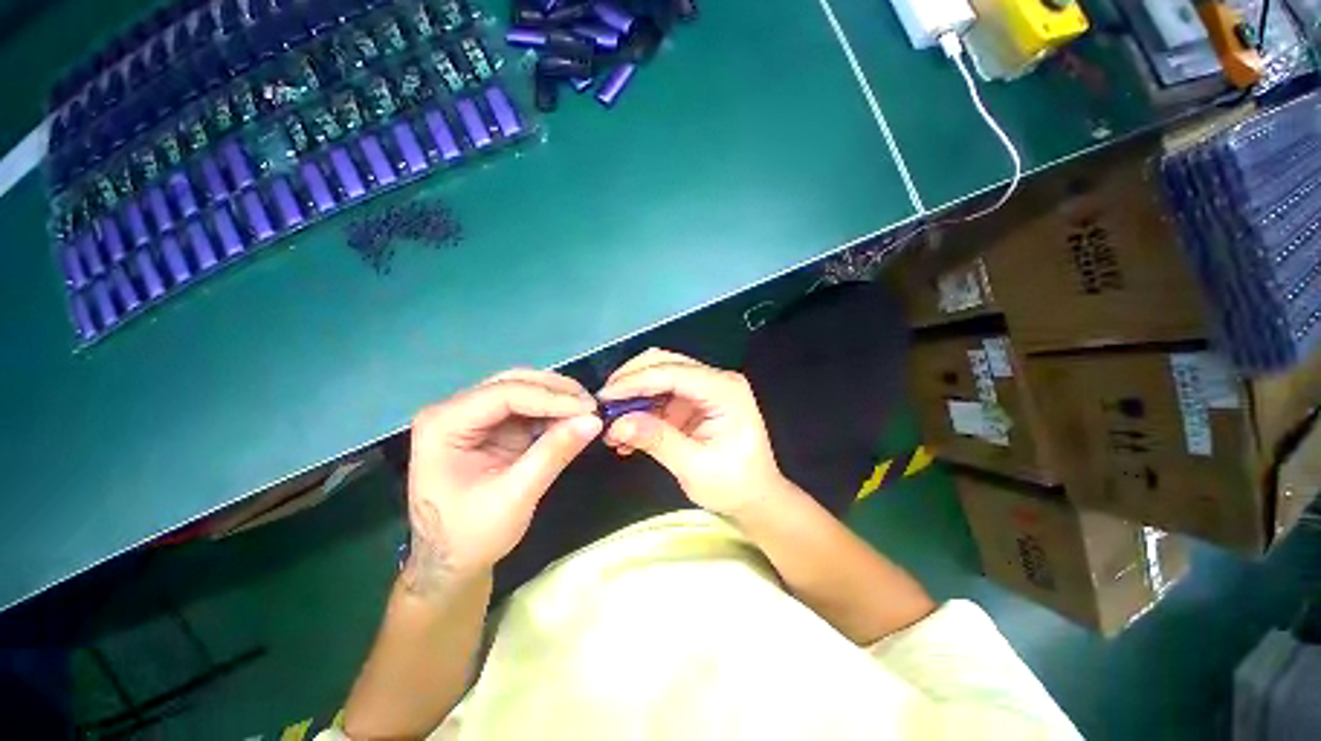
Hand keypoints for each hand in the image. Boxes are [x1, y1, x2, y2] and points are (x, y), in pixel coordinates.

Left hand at [403, 370, 601, 592]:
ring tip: (588, 411)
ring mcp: (474, 417)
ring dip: (557, 399)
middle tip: (592, 405)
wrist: (450, 563)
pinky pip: (528, 409)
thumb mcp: (515, 497)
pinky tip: (573, 421)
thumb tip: (594, 421)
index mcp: (444, 424)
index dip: (551, 398)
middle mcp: (455, 411)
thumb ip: (553, 454)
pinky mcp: (492, 428)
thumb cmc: (471, 535)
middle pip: (513, 384)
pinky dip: (553, 413)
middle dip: (556, 392)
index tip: (590, 408)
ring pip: (523, 390)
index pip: (504, 394)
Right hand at [598, 349, 785, 516]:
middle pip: (665, 364)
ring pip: (659, 377)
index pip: (673, 373)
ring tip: (612, 427)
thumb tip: (617, 424)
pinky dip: (641, 410)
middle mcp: (715, 380)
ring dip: (633, 398)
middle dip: (631, 382)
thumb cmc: (734, 484)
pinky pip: (661, 396)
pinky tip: (627, 434)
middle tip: (603, 406)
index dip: (635, 381)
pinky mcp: (694, 401)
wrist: (755, 497)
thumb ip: (657, 440)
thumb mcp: (695, 466)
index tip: (604, 397)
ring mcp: (704, 389)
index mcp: (725, 390)